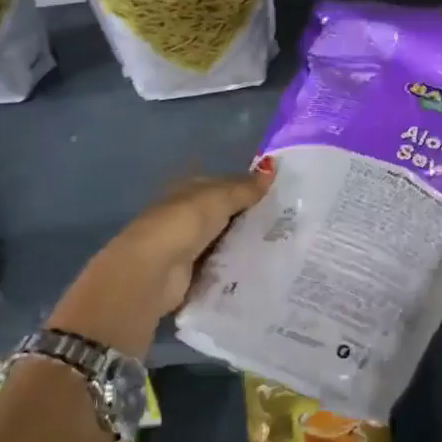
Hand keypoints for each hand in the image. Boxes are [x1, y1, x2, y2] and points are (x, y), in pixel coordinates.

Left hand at [49, 170, 271, 356]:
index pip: (224, 185)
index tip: (280, 197)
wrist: (153, 271)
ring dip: (244, 245)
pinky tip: (261, 269)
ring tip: (283, 248)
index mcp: (189, 191)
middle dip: (250, 219)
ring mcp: (188, 246)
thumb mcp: (218, 198)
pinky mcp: (191, 274)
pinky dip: (236, 268)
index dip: (249, 188)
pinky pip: (221, 266)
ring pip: (224, 241)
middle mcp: (186, 216)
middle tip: (288, 225)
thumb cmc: (183, 223)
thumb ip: (245, 188)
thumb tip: (272, 167)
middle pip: (224, 215)